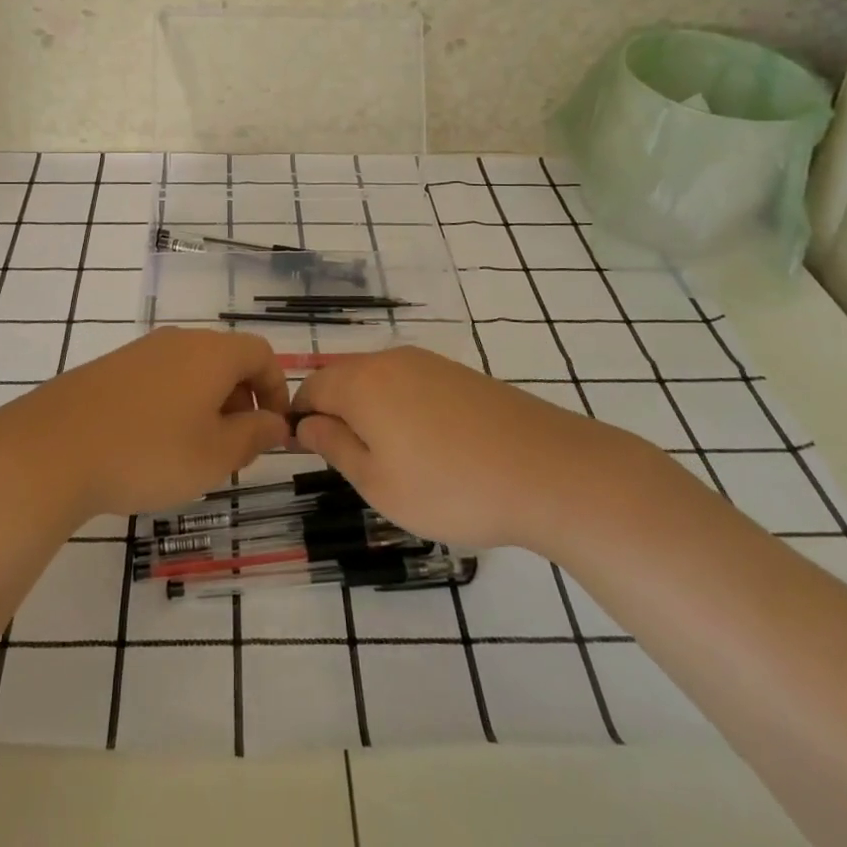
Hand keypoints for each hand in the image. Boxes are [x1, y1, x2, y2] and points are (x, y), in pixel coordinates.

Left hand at [0, 327, 290, 520]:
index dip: (277, 389)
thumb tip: (275, 422)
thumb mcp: (215, 455)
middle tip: (235, 448)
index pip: (261, 354)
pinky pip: (158, 379)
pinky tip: (152, 444)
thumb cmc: (148, 452)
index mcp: (211, 353)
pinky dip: (172, 405)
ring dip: (206, 405)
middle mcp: (178, 341)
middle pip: (226, 359)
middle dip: (241, 400)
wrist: (52, 449)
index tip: (273, 429)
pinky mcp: (109, 368)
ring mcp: (140, 351)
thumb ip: (254, 436)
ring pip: (191, 370)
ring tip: (194, 452)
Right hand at [294, 346, 626, 550]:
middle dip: (333, 412)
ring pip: (379, 380)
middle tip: (347, 461)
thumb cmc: (451, 487)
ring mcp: (429, 363)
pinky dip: (401, 407)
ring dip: (368, 410)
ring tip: (388, 458)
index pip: (310, 387)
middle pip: (343, 378)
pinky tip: (425, 444)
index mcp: (362, 383)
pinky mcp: (460, 374)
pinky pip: (411, 383)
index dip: (298, 416)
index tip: (302, 451)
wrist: (548, 471)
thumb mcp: (379, 483)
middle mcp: (391, 360)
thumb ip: (335, 446)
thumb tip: (305, 423)